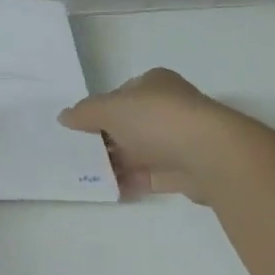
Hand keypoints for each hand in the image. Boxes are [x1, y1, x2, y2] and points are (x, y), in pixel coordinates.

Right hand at [58, 68, 238, 201]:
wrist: (209, 155)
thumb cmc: (158, 119)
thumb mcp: (112, 108)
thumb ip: (86, 112)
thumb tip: (64, 116)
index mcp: (155, 83)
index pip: (121, 94)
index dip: (99, 110)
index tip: (79, 130)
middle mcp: (168, 107)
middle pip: (129, 124)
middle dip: (106, 140)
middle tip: (79, 156)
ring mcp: (179, 139)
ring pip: (139, 151)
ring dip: (117, 163)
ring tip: (88, 177)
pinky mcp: (184, 170)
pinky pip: (150, 176)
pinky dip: (131, 182)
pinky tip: (111, 190)